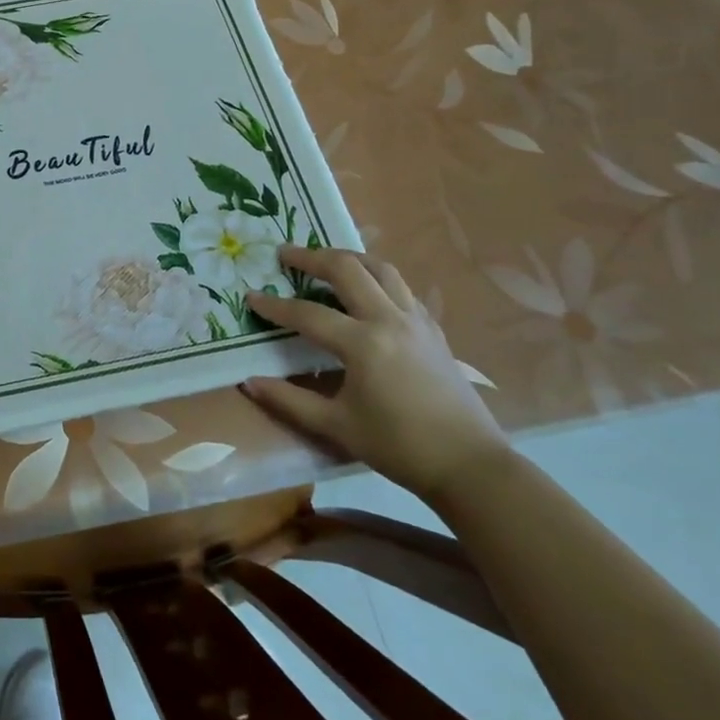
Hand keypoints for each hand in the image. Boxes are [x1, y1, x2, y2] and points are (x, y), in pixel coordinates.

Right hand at [243, 248, 508, 501]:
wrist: (470, 465)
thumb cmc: (399, 446)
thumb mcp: (337, 426)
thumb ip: (290, 400)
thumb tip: (249, 382)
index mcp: (363, 344)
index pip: (308, 314)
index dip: (275, 306)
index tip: (251, 296)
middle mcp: (389, 320)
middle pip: (347, 269)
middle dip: (311, 257)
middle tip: (285, 254)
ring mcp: (416, 321)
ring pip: (380, 269)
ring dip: (349, 258)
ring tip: (326, 260)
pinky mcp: (433, 330)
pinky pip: (401, 288)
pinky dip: (377, 278)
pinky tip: (367, 291)